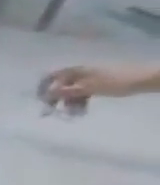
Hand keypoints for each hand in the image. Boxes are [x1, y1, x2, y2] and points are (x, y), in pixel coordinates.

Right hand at [38, 64, 152, 110]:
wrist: (145, 79)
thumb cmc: (113, 82)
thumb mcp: (86, 88)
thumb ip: (64, 91)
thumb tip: (44, 94)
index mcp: (74, 71)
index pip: (50, 77)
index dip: (42, 88)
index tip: (39, 100)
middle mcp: (79, 73)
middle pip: (61, 86)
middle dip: (56, 100)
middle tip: (53, 112)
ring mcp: (90, 79)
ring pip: (72, 92)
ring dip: (69, 103)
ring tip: (73, 114)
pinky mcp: (98, 84)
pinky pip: (83, 93)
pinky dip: (80, 102)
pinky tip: (82, 110)